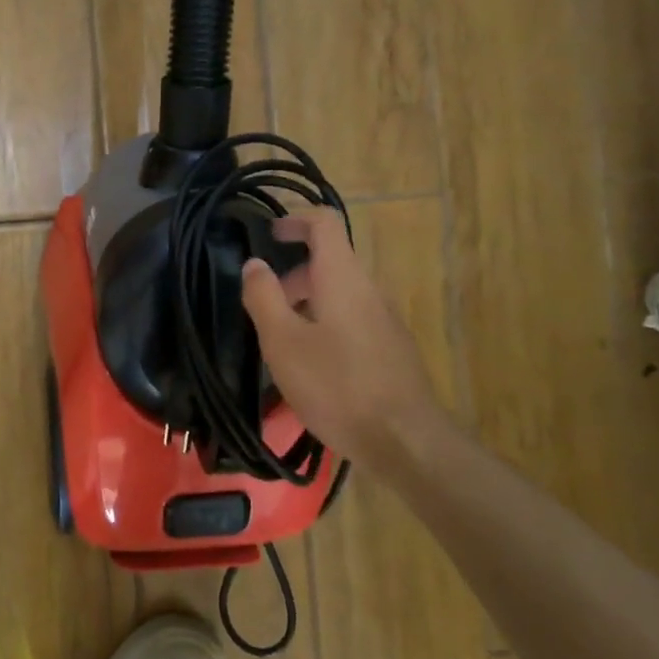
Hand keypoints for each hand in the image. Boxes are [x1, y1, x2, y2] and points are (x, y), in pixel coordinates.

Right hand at [240, 209, 449, 464]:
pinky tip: (310, 366)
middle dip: (292, 273)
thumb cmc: (336, 385)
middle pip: (330, 260)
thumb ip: (264, 296)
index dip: (295, 219)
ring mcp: (384, 320)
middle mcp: (368, 289)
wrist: (403, 440)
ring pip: (340, 293)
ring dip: (306, 302)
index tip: (268, 235)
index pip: (325, 223)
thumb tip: (254, 263)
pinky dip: (324, 324)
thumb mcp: (283, 341)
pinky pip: (351, 319)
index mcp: (343, 277)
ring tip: (280, 340)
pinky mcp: (390, 348)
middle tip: (262, 303)